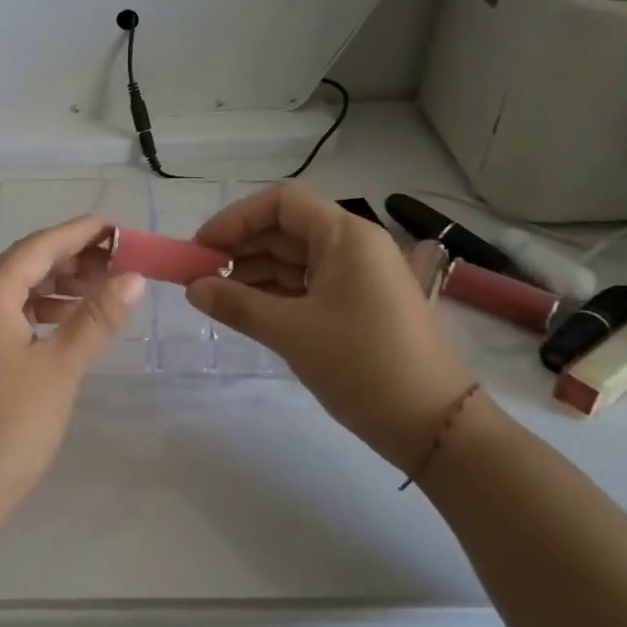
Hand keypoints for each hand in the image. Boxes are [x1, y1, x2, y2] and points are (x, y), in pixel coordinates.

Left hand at [0, 216, 146, 528]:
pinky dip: (39, 311)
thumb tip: (134, 277)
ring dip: (57, 285)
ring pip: (16, 290)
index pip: (40, 246)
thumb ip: (97, 318)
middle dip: (72, 258)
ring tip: (102, 289)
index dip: (80, 233)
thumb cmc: (11, 425)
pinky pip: (6, 315)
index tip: (118, 226)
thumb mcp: (61, 367)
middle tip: (119, 260)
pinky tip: (66, 322)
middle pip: (25, 264)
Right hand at [186, 184, 472, 471]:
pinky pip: (309, 284)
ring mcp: (360, 276)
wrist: (434, 424)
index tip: (202, 247)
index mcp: (346, 236)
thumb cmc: (362, 365)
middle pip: (287, 228)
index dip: (236, 218)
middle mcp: (355, 246)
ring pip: (295, 259)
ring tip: (215, 296)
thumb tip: (192, 288)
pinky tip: (247, 309)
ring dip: (254, 272)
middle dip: (240, 247)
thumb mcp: (292, 332)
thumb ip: (236, 305)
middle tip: (199, 275)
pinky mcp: (360, 304)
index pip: (281, 202)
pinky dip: (276, 293)